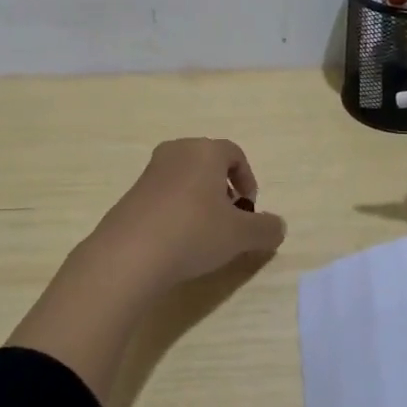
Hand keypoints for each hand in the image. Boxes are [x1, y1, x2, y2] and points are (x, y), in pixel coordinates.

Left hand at [87, 138, 286, 289]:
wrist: (129, 255)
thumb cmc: (193, 233)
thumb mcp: (241, 235)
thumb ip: (266, 229)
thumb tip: (277, 226)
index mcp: (205, 151)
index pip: (235, 154)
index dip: (248, 180)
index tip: (249, 210)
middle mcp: (176, 152)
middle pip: (208, 164)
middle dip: (223, 189)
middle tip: (229, 220)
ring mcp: (149, 173)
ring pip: (185, 180)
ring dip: (200, 201)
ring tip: (204, 235)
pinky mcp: (130, 195)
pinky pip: (164, 196)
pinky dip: (177, 212)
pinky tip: (177, 241)